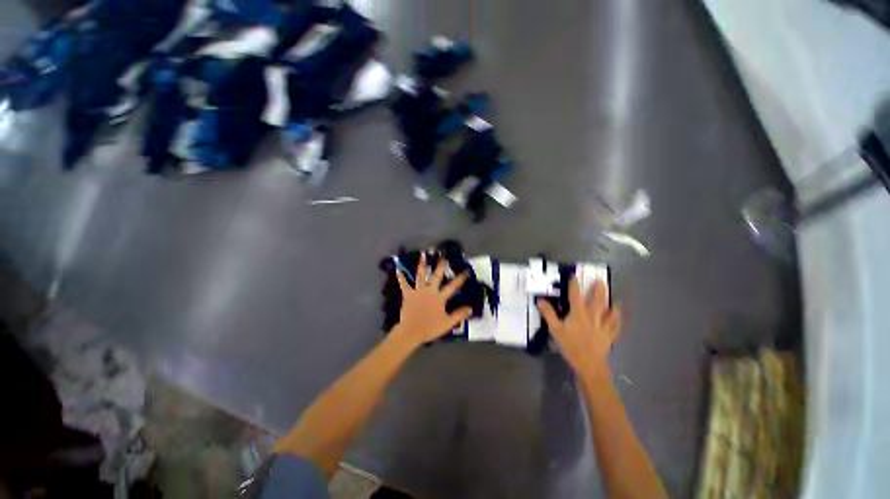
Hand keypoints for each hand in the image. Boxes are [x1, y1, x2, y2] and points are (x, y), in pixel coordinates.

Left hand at [393, 253, 472, 345]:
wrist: (411, 332)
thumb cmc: (430, 328)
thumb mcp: (447, 323)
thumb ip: (459, 315)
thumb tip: (471, 308)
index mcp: (439, 297)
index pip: (452, 286)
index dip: (460, 279)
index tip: (466, 271)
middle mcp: (429, 291)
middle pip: (436, 276)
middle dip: (441, 266)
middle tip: (444, 257)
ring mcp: (418, 291)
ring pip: (420, 275)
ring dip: (422, 265)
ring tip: (423, 255)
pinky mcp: (408, 294)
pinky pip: (404, 284)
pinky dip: (401, 277)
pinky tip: (398, 269)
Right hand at [537, 278, 621, 378]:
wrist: (589, 363)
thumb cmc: (570, 345)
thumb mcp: (555, 329)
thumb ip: (548, 314)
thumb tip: (540, 300)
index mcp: (578, 313)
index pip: (575, 295)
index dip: (574, 284)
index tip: (574, 276)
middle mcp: (592, 315)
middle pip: (596, 300)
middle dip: (597, 289)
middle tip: (600, 280)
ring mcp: (602, 325)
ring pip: (608, 310)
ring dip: (610, 302)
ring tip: (612, 296)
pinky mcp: (608, 335)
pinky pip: (615, 325)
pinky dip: (617, 319)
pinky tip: (618, 316)